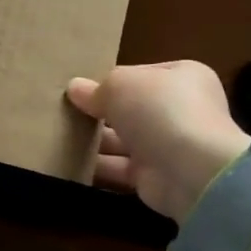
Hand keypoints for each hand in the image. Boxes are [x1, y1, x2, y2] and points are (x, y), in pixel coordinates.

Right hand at [66, 61, 250, 219]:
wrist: (191, 171)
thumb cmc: (159, 111)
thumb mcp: (120, 85)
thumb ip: (95, 88)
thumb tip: (75, 89)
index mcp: (182, 77)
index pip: (140, 74)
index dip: (111, 80)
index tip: (81, 88)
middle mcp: (180, 110)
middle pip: (131, 108)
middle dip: (100, 112)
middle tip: (64, 113)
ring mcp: (170, 145)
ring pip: (124, 139)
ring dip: (95, 141)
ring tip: (59, 136)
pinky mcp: (157, 177)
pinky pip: (121, 168)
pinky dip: (98, 166)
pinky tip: (69, 162)